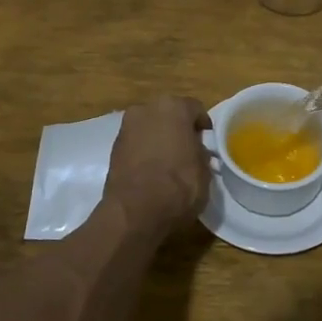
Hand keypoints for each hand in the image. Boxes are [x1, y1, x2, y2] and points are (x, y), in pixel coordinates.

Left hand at [103, 96, 212, 234]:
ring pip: (150, 127)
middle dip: (178, 128)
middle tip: (188, 148)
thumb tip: (196, 150)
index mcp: (173, 107)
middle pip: (169, 114)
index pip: (194, 109)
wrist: (134, 212)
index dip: (203, 125)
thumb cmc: (178, 186)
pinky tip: (152, 169)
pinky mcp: (113, 147)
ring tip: (169, 160)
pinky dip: (144, 150)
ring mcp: (127, 127)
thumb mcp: (204, 171)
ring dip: (159, 138)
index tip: (208, 140)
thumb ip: (201, 152)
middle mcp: (147, 109)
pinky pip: (136, 142)